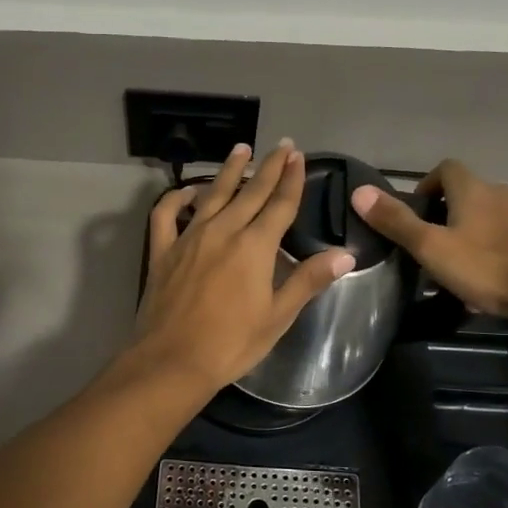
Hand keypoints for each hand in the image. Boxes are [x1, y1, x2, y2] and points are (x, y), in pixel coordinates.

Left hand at [134, 141, 354, 393]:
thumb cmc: (232, 343)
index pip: (280, 204)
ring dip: (228, 170)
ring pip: (212, 194)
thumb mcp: (277, 316)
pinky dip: (176, 198)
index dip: (291, 179)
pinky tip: (187, 192)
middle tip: (280, 145)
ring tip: (240, 150)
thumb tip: (345, 254)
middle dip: (268, 166)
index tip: (298, 156)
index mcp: (254, 245)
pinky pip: (167, 214)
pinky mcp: (163, 250)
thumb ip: (308, 280)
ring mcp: (189, 237)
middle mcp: (223, 231)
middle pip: (250, 191)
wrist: (173, 361)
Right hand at [350, 159, 507, 315]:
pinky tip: (483, 280)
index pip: (446, 168)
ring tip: (453, 264)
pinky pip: (505, 238)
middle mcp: (500, 194)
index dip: (426, 184)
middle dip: (445, 213)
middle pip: (466, 193)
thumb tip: (359, 191)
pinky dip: (489, 250)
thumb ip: (396, 221)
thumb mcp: (431, 247)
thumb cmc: (487, 266)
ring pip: (486, 217)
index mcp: (472, 189)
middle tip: (428, 242)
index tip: (415, 211)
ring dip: (468, 233)